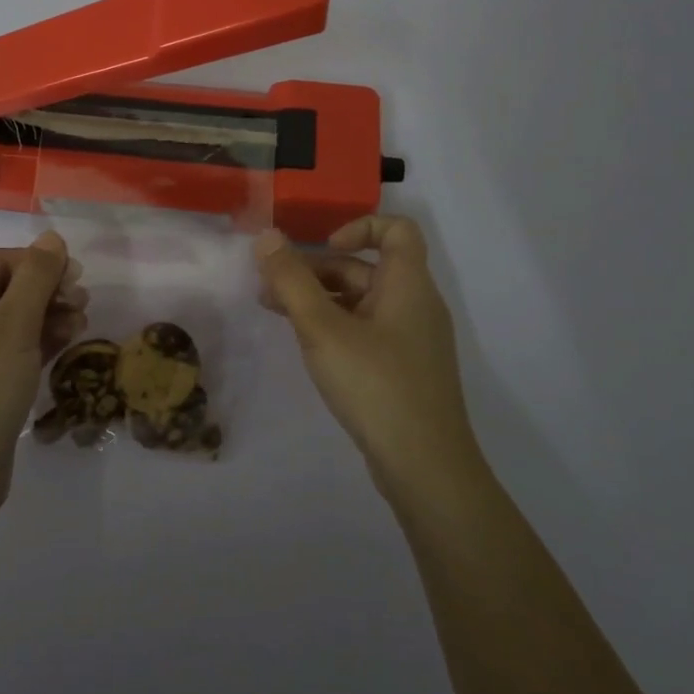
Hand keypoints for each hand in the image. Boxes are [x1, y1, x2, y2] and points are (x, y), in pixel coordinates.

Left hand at [0, 232, 86, 510]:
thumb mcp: (14, 326)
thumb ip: (36, 277)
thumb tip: (51, 237)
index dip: (38, 263)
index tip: (77, 276)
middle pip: (2, 290)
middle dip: (45, 291)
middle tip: (83, 302)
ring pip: (6, 322)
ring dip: (45, 317)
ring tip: (81, 323)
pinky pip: (4, 351)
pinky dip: (33, 344)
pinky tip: (65, 343)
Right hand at [255, 216, 480, 493]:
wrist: (426, 467)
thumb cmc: (376, 385)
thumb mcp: (323, 329)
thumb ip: (292, 281)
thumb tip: (267, 236)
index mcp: (408, 284)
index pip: (397, 229)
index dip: (359, 226)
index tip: (323, 247)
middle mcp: (416, 305)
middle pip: (367, 267)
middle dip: (318, 270)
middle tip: (271, 288)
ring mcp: (412, 340)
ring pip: (363, 301)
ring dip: (320, 299)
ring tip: (275, 313)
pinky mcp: (404, 369)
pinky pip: (367, 330)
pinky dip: (335, 326)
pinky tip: (307, 346)